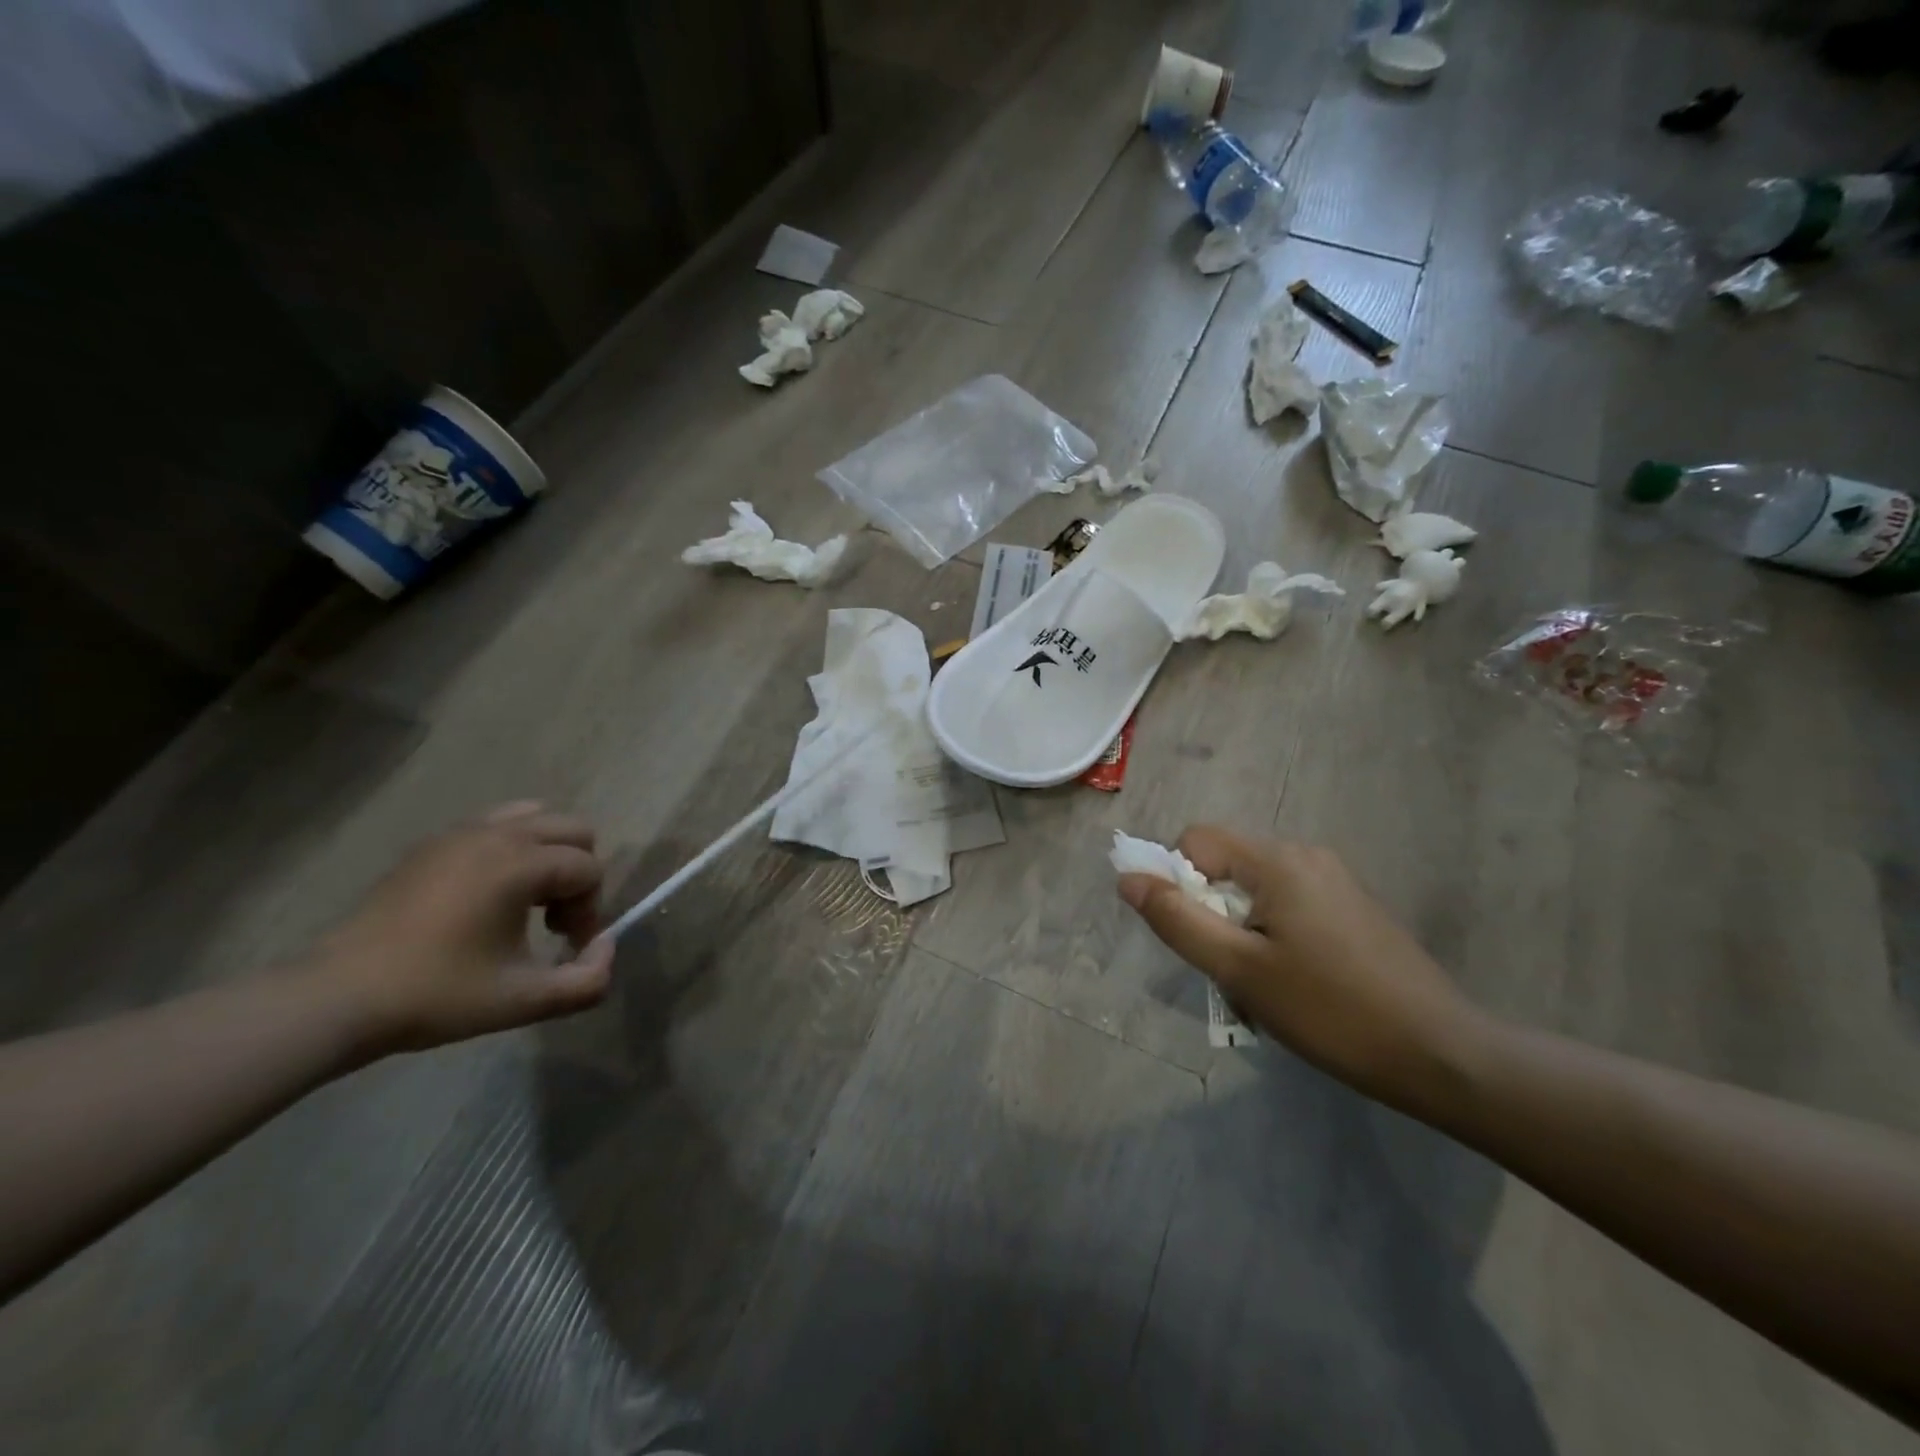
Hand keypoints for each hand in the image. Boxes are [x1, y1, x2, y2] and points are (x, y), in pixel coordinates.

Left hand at [307, 802, 614, 1056]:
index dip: (591, 910)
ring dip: (548, 854)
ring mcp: (459, 833)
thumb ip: (587, 981)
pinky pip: (495, 826)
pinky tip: (488, 897)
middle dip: (578, 873)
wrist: (337, 998)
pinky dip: (512, 849)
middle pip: (573, 830)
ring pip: (535, 817)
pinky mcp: (432, 844)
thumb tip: (606, 946)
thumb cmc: (437, 996)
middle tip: (553, 920)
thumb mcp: (524, 1001)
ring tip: (526, 901)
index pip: (589, 870)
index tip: (565, 948)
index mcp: (520, 864)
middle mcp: (496, 835)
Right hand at [1119, 827, 1489, 1112]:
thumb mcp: (1239, 969)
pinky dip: (1272, 936)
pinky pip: (1288, 906)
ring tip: (1261, 987)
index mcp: (1278, 860)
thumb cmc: (1329, 1010)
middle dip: (1209, 912)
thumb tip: (1128, 878)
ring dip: (1239, 930)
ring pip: (1256, 890)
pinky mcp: (1353, 909)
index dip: (1176, 881)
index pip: (1195, 841)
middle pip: (1226, 866)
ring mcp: (1335, 881)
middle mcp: (1306, 855)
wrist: (1442, 1055)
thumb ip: (1177, 919)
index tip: (1192, 936)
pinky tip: (1295, 985)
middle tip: (1228, 972)